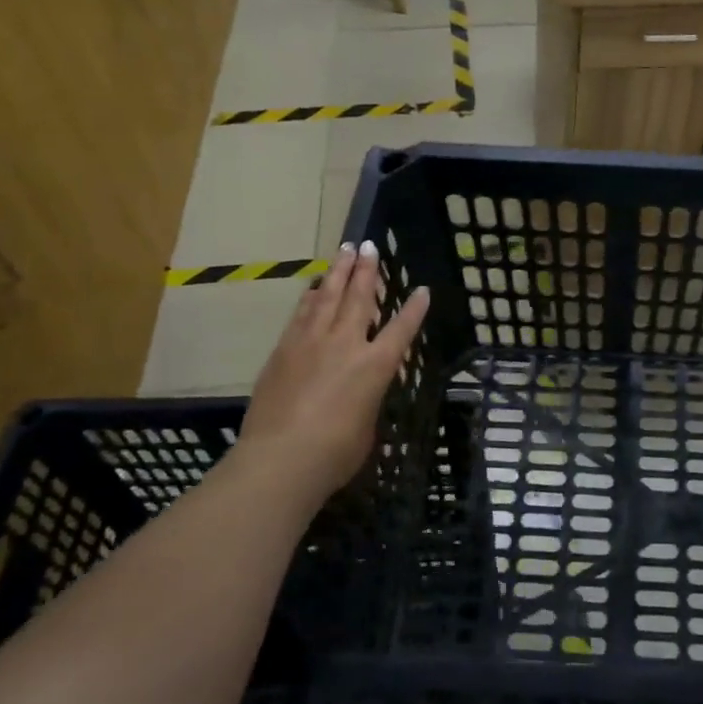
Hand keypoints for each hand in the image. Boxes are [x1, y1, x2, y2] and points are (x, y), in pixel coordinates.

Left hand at [240, 241, 429, 510]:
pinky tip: (314, 286)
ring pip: (328, 297)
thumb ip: (367, 400)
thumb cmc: (334, 454)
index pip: (401, 330)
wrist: (280, 458)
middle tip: (369, 245)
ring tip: (345, 250)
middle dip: (368, 270)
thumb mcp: (366, 427)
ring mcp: (311, 343)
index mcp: (375, 367)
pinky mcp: (284, 350)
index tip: (422, 289)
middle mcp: (346, 345)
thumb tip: (360, 393)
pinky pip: (301, 313)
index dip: (414, 309)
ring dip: (339, 272)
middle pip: (360, 299)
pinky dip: (311, 296)